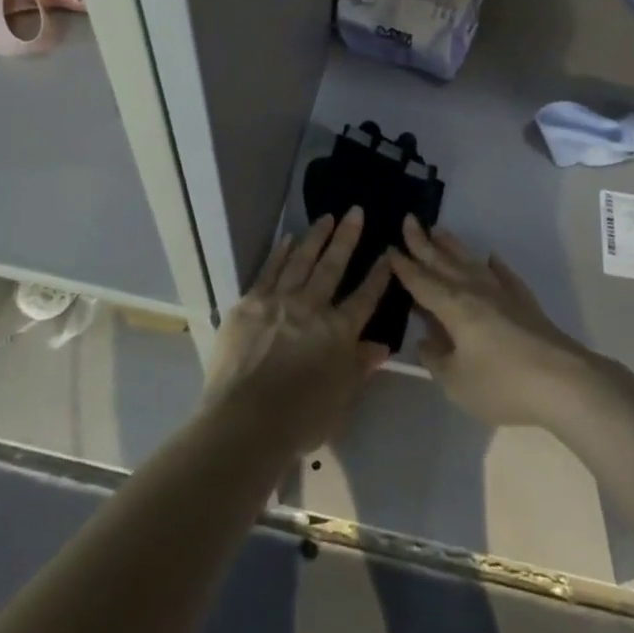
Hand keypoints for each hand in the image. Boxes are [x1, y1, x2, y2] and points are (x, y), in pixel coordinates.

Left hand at [201, 208, 392, 452]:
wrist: (245, 421)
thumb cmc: (299, 419)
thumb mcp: (340, 399)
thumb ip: (360, 366)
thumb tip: (381, 345)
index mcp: (339, 332)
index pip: (365, 297)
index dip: (378, 274)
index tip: (388, 251)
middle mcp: (313, 307)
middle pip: (333, 266)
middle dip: (347, 238)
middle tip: (355, 211)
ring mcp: (280, 301)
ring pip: (302, 260)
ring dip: (316, 237)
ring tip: (327, 216)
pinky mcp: (251, 303)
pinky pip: (269, 271)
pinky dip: (280, 253)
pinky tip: (288, 238)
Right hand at [391, 215, 597, 427]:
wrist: (562, 380)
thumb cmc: (502, 383)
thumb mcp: (456, 382)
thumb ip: (436, 359)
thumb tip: (425, 340)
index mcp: (453, 306)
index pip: (422, 282)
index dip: (404, 267)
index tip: (389, 248)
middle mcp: (474, 290)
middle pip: (443, 262)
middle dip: (423, 243)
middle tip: (408, 220)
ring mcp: (502, 293)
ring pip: (470, 262)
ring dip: (453, 246)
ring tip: (439, 229)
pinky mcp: (524, 302)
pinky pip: (504, 276)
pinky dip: (495, 266)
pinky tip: (491, 259)